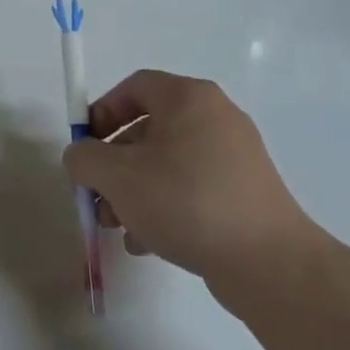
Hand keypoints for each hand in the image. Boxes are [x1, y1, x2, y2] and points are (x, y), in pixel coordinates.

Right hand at [62, 70, 316, 281]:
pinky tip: (147, 242)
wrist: (268, 262)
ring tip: (118, 228)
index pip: (134, 87)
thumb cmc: (186, 202)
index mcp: (189, 98)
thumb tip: (81, 156)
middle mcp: (215, 117)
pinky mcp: (244, 191)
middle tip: (96, 195)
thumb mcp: (118, 177)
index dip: (101, 111)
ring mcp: (234, 156)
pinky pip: (190, 187)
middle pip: (147, 129)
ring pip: (166, 163)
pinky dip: (164, 207)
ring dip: (133, 191)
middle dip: (113, 164)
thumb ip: (84, 158)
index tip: (85, 146)